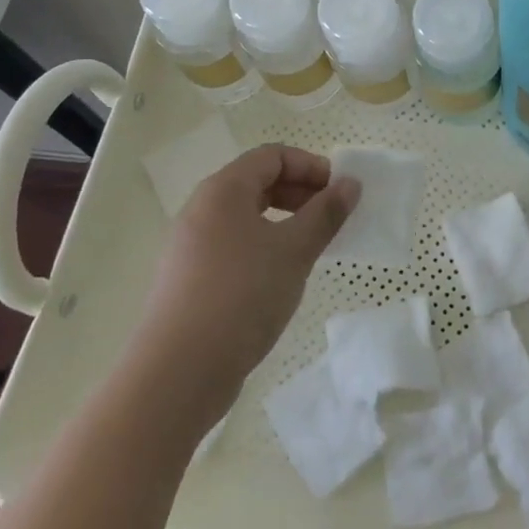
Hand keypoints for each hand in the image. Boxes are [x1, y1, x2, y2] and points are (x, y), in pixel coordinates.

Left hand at [132, 145, 359, 417]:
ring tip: (310, 248)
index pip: (272, 156)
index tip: (339, 191)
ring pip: (245, 217)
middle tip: (331, 218)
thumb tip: (350, 184)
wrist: (178, 372)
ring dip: (283, 222)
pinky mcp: (188, 279)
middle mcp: (201, 209)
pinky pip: (232, 245)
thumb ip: (325, 213)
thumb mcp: (294, 251)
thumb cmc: (242, 296)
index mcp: (223, 190)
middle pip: (257, 182)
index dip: (310, 166)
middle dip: (299, 193)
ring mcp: (190, 245)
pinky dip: (263, 247)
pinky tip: (280, 278)